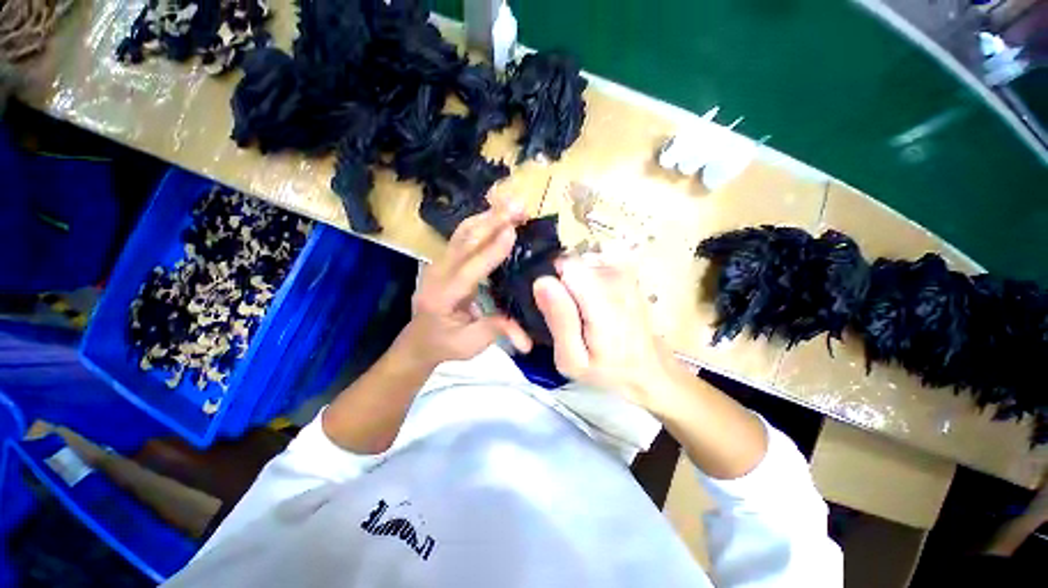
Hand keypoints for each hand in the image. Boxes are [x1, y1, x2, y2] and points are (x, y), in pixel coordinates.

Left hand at [397, 205, 533, 367]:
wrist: (419, 340)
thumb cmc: (445, 343)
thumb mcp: (470, 345)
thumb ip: (497, 332)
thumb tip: (528, 339)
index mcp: (443, 296)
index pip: (469, 269)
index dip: (491, 250)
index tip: (512, 231)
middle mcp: (438, 273)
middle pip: (464, 240)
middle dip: (492, 220)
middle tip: (519, 206)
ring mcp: (440, 263)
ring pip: (463, 232)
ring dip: (488, 215)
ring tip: (513, 205)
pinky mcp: (446, 259)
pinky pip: (463, 235)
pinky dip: (482, 221)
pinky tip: (498, 214)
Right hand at [533, 252, 672, 411]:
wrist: (648, 369)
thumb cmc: (608, 370)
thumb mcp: (573, 358)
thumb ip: (559, 320)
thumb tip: (542, 282)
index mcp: (600, 299)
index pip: (564, 264)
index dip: (551, 281)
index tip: (550, 305)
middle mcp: (614, 278)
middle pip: (571, 263)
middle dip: (561, 284)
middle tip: (564, 316)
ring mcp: (623, 273)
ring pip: (581, 264)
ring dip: (573, 284)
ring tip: (579, 313)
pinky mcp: (626, 274)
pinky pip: (592, 266)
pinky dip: (586, 282)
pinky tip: (591, 304)